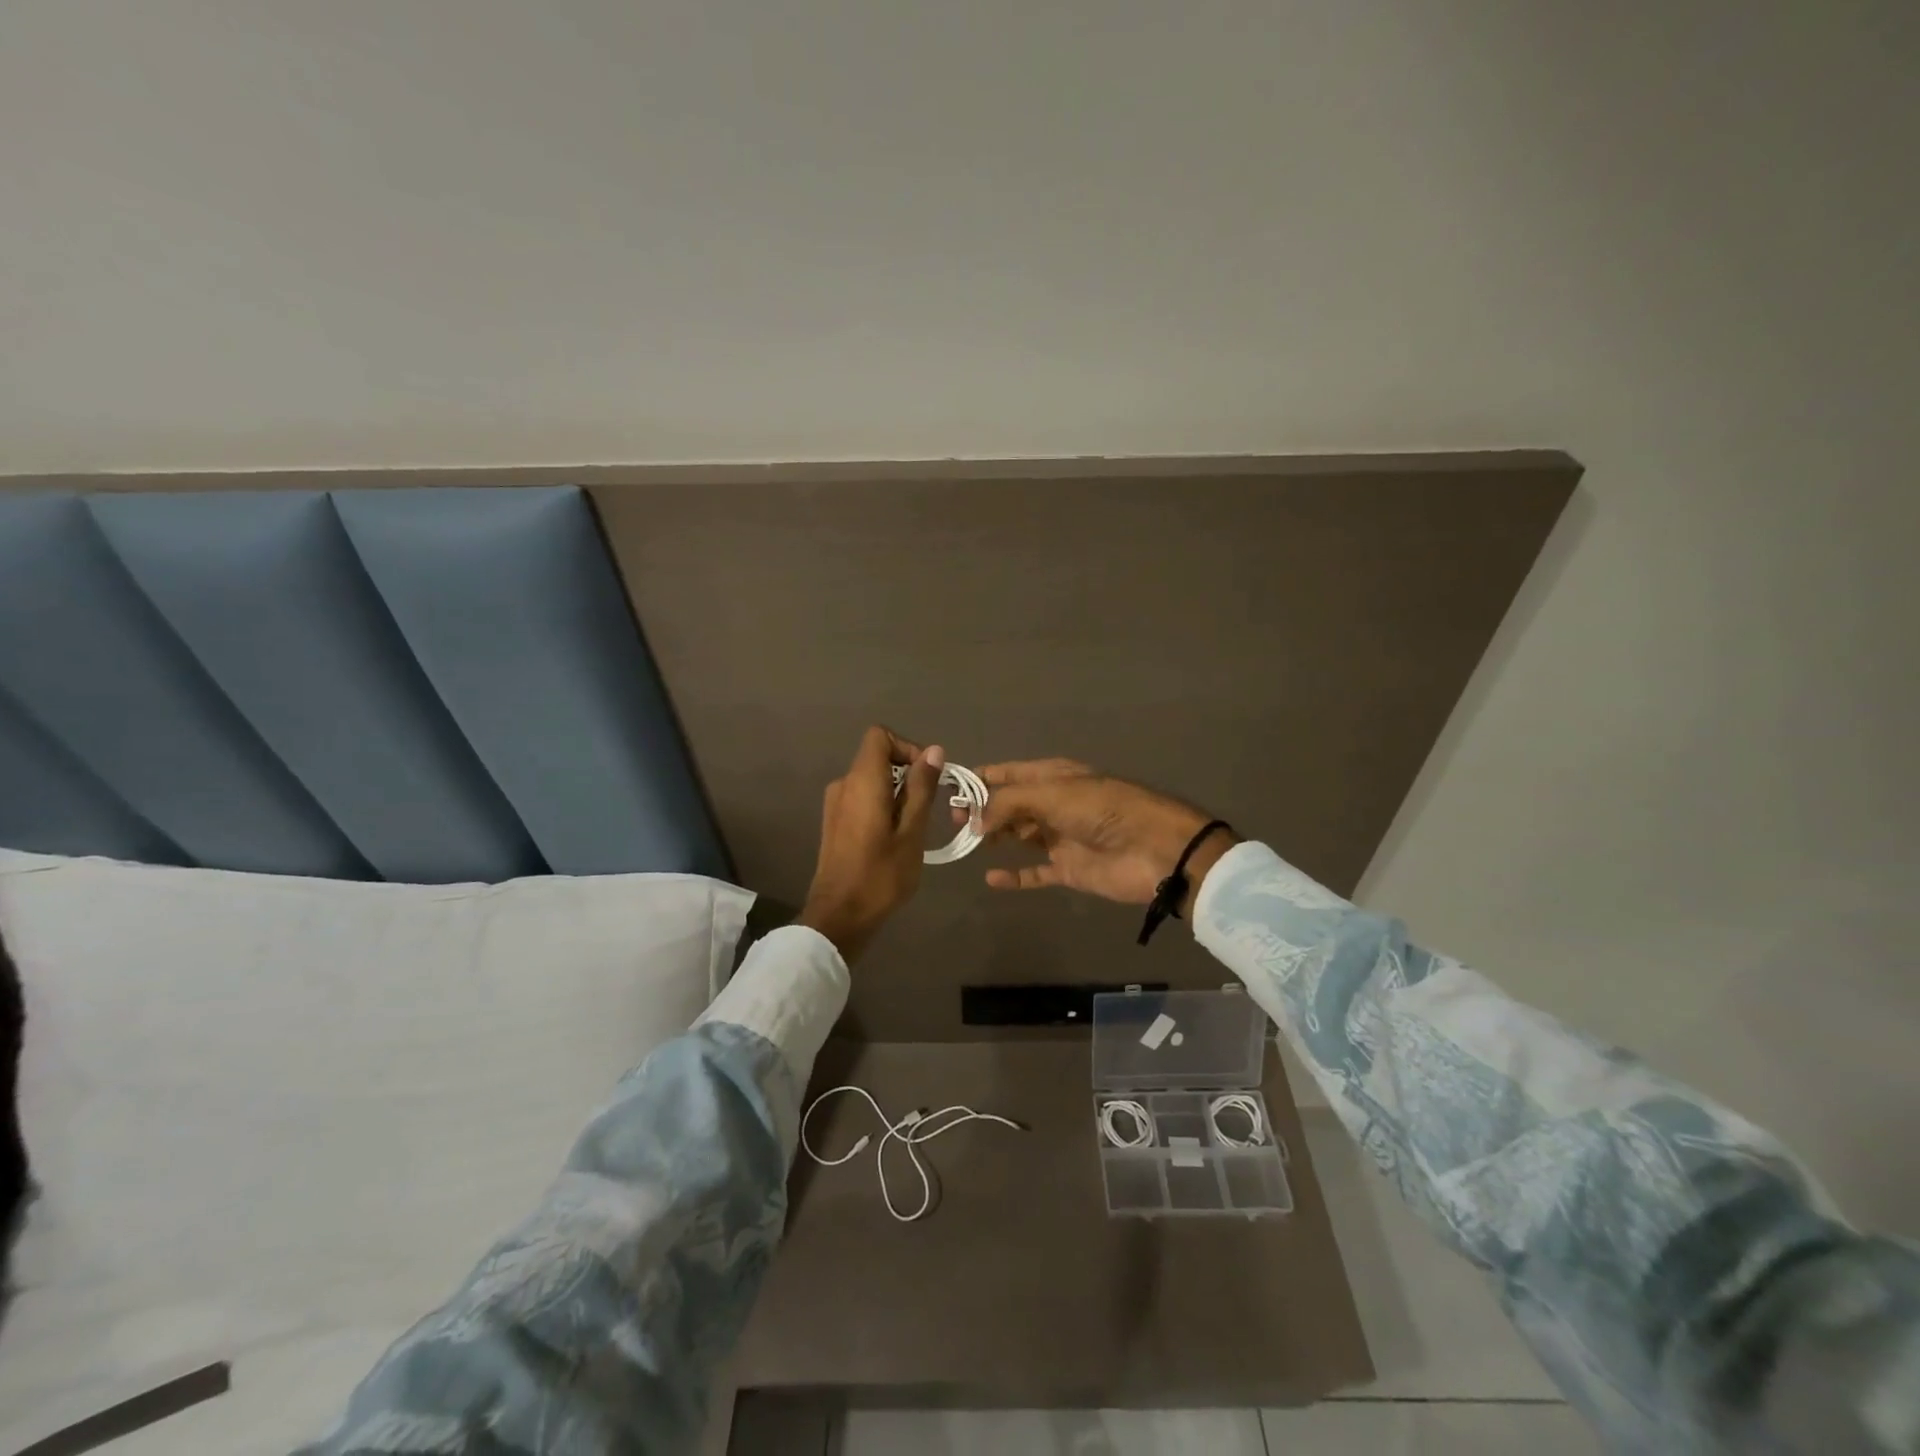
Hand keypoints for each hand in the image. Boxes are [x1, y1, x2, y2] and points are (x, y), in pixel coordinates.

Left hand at [797, 727, 943, 961]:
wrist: (839, 916)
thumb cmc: (881, 874)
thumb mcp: (912, 831)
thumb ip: (921, 788)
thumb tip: (934, 751)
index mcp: (862, 781)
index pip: (880, 736)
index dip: (907, 747)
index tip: (927, 776)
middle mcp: (844, 784)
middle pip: (877, 757)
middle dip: (907, 774)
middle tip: (927, 808)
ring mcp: (835, 804)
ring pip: (871, 780)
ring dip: (896, 793)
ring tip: (914, 827)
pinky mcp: (834, 822)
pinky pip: (862, 798)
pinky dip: (882, 806)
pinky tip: (894, 838)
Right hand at [974, 759, 1237, 913]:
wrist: (1157, 851)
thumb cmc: (1105, 811)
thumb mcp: (1054, 794)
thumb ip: (1009, 803)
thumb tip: (973, 819)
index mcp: (1055, 776)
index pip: (1009, 773)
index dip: (981, 778)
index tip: (949, 787)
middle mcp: (1055, 803)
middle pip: (1010, 804)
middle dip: (982, 809)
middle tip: (952, 820)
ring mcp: (1061, 837)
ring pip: (1019, 835)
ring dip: (994, 837)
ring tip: (966, 843)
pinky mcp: (1069, 869)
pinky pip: (1035, 873)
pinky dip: (1014, 876)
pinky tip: (991, 878)